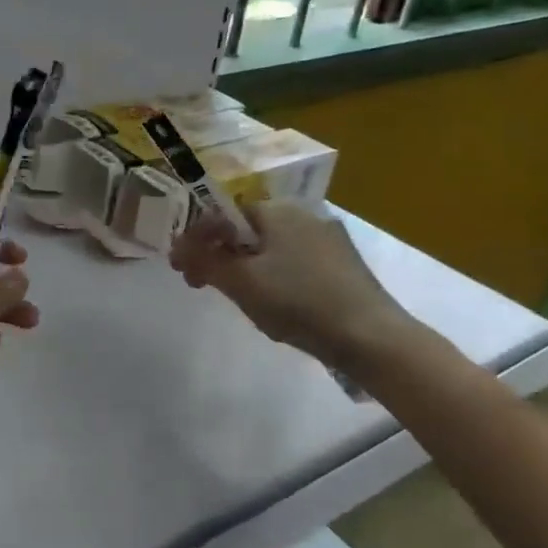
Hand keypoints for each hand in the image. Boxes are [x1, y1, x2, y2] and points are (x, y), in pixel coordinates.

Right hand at [169, 201, 418, 371]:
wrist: (370, 336)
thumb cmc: (298, 301)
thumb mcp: (241, 282)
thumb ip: (204, 260)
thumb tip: (177, 246)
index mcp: (278, 211)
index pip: (223, 214)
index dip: (196, 239)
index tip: (181, 270)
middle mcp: (304, 215)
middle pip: (246, 231)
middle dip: (219, 255)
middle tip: (203, 286)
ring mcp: (328, 239)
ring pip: (270, 249)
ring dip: (245, 268)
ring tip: (240, 300)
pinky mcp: (342, 265)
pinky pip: (294, 263)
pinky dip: (274, 278)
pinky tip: (276, 306)